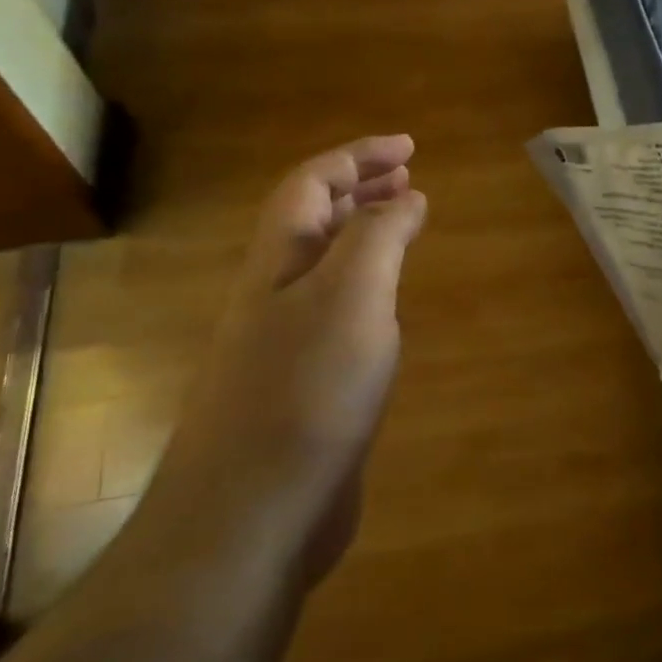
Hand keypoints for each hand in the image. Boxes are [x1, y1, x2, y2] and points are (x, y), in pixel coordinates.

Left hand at [167, 136, 426, 587]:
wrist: (251, 514)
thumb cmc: (306, 392)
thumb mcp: (353, 297)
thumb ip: (379, 237)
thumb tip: (405, 198)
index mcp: (279, 261)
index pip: (313, 184)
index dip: (358, 156)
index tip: (410, 148)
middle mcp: (274, 294)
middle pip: (312, 221)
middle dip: (360, 190)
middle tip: (409, 178)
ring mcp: (283, 344)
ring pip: (323, 267)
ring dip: (362, 236)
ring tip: (404, 227)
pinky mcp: (300, 388)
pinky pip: (335, 314)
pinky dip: (366, 291)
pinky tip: (388, 309)